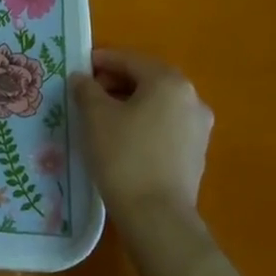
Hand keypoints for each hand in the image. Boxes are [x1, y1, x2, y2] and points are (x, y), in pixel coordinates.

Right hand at [70, 48, 213, 226]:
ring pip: (156, 104)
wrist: (156, 216)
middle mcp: (191, 99)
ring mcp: (198, 128)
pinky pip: (164, 126)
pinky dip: (142, 124)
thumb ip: (86, 89)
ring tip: (99, 117)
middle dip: (115, 83)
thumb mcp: (95, 116)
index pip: (130, 60)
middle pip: (146, 80)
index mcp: (169, 82)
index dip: (101, 61)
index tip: (78, 68)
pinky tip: (121, 139)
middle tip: (86, 93)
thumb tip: (82, 78)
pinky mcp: (195, 154)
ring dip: (129, 104)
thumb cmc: (123, 155)